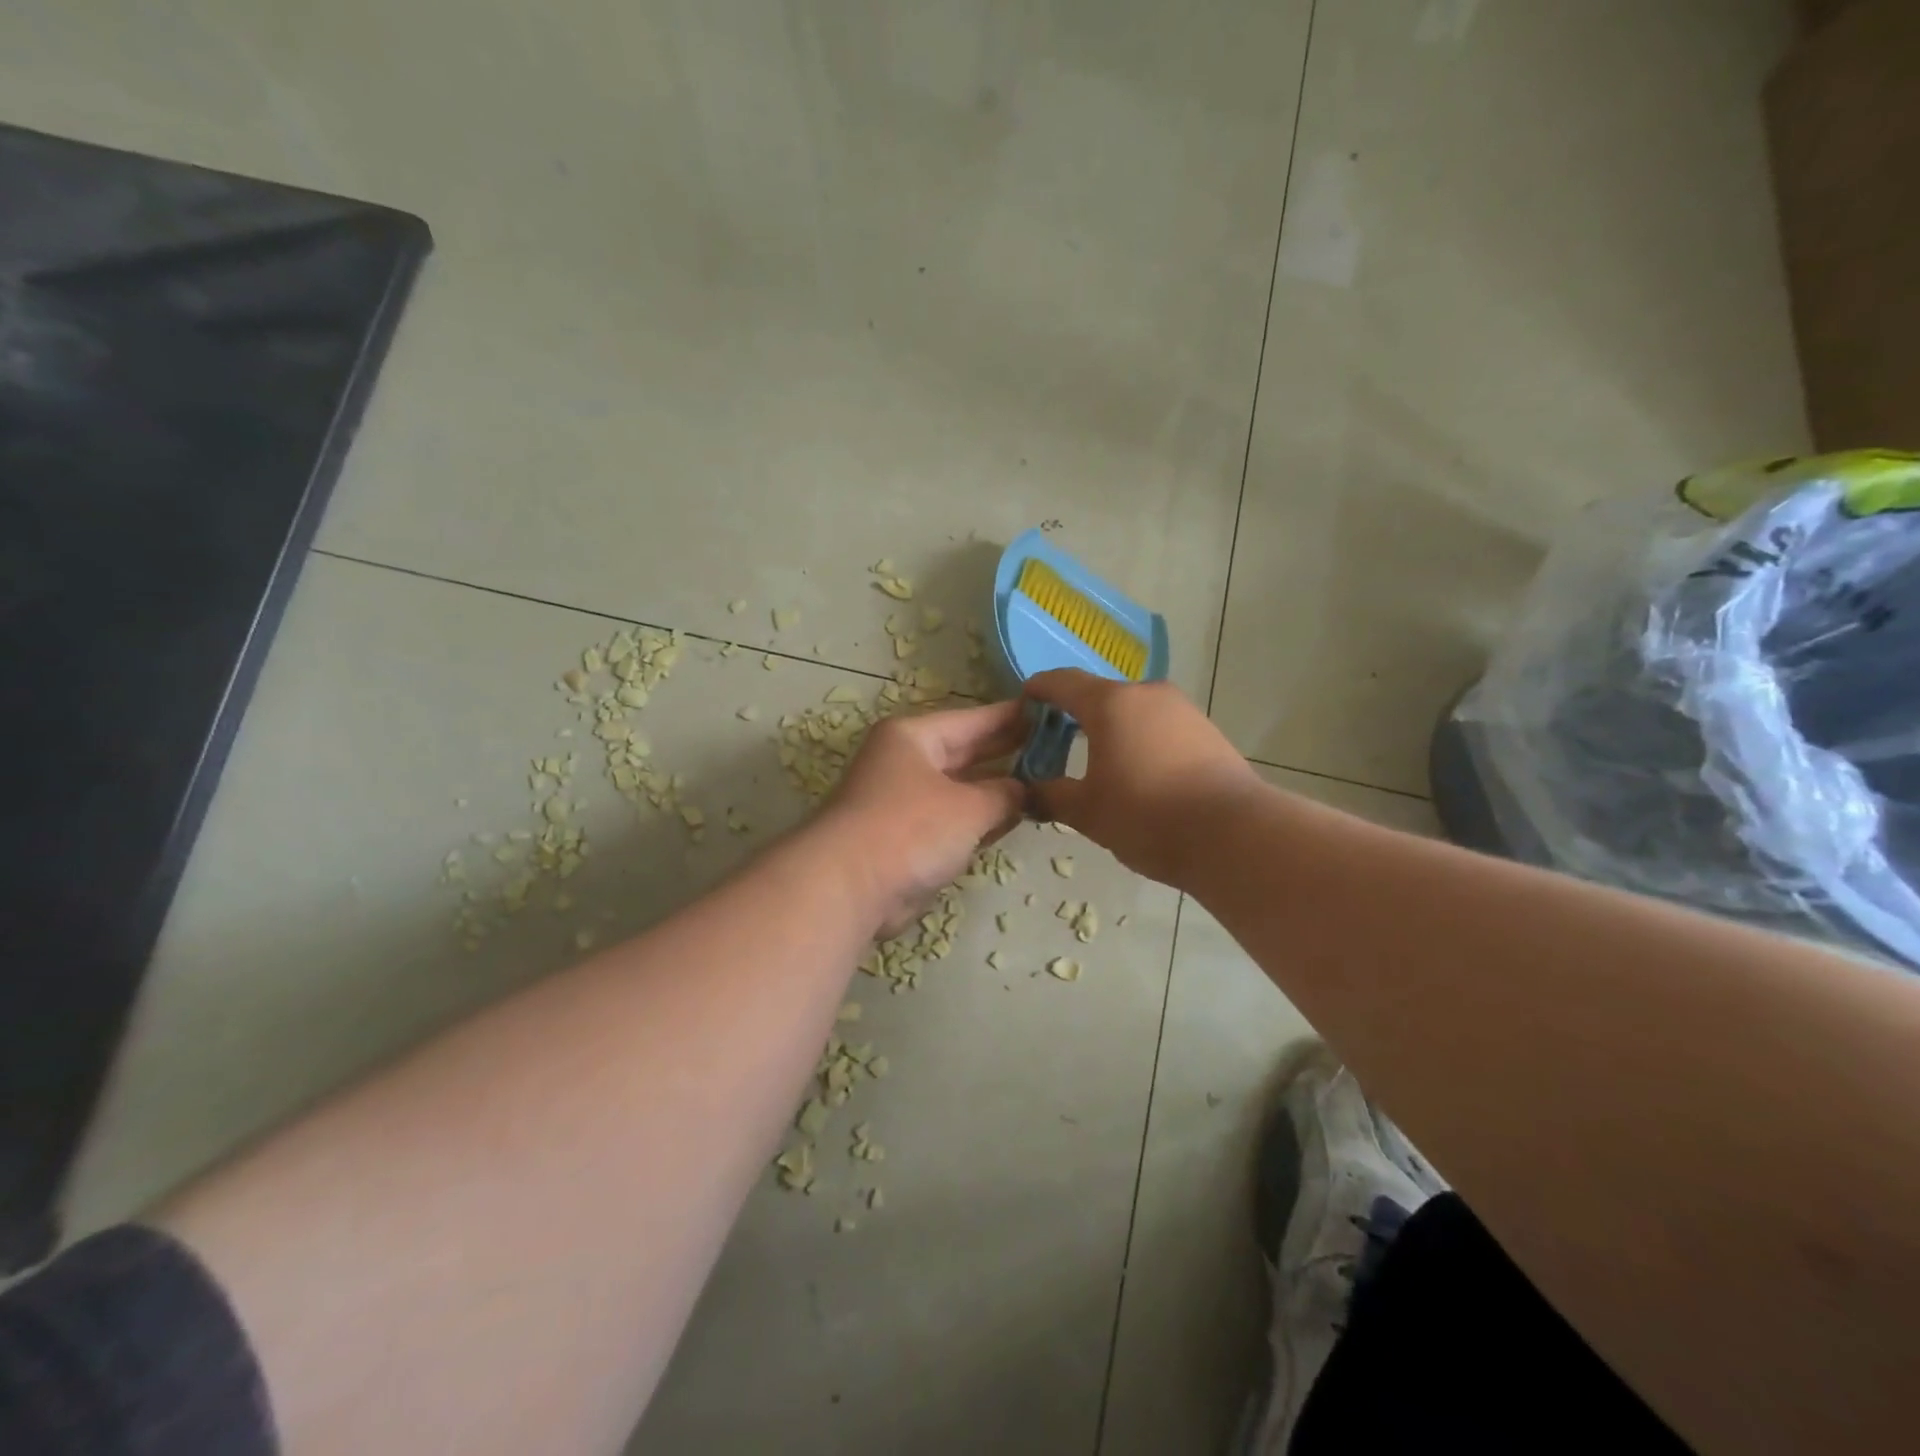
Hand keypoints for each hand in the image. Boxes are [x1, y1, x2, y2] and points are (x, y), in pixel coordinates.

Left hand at [816, 700, 1028, 935]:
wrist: (848, 887)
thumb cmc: (912, 829)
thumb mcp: (970, 806)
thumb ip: (1006, 795)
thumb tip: (1025, 792)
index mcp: (914, 737)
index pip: (974, 719)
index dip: (1013, 717)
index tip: (1050, 713)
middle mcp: (906, 762)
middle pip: (966, 752)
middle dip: (1008, 753)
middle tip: (1056, 749)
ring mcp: (904, 801)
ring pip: (961, 788)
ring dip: (996, 790)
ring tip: (1045, 784)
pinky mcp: (905, 837)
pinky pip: (952, 820)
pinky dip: (979, 820)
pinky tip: (1012, 820)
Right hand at [1024, 670, 1259, 887]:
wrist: (1234, 835)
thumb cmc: (1147, 816)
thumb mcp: (1087, 812)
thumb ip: (1050, 796)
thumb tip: (1027, 793)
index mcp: (1110, 703)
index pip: (1062, 682)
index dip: (1038, 689)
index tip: (1023, 702)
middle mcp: (1146, 694)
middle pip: (1100, 695)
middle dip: (1074, 715)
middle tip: (1055, 744)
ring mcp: (1182, 710)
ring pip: (1133, 711)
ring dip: (1110, 729)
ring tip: (1098, 763)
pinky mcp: (1207, 731)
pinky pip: (1159, 726)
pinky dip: (1140, 740)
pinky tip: (1138, 773)